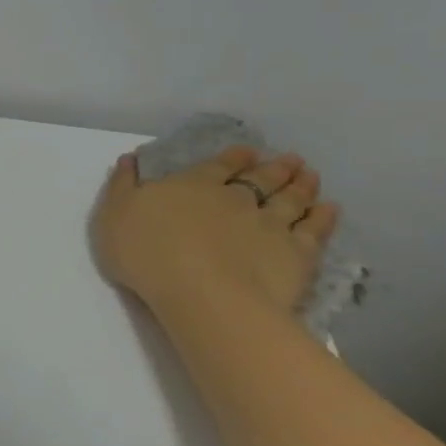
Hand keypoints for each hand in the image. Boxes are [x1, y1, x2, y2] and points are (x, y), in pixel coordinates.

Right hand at [92, 145, 340, 320]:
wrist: (200, 293)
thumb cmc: (147, 253)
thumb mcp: (114, 214)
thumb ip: (122, 186)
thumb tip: (129, 159)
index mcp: (192, 185)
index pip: (217, 165)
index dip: (233, 157)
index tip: (248, 151)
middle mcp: (235, 198)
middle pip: (259, 178)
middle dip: (274, 167)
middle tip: (291, 159)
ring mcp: (269, 224)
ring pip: (290, 199)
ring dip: (302, 186)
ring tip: (311, 176)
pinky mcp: (295, 254)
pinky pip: (314, 231)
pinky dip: (323, 218)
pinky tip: (331, 210)